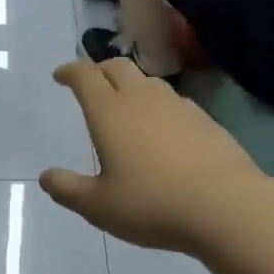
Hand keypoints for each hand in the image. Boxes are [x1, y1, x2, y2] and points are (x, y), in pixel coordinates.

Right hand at [39, 60, 270, 255]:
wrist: (226, 206)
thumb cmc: (152, 204)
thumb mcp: (99, 206)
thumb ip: (68, 189)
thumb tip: (46, 176)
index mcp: (110, 112)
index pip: (85, 76)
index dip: (69, 71)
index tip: (60, 76)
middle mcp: (142, 99)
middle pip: (117, 67)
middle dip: (99, 69)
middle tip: (90, 84)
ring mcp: (177, 106)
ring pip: (148, 81)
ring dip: (130, 85)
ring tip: (124, 104)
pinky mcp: (204, 120)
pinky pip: (173, 101)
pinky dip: (158, 105)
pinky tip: (162, 128)